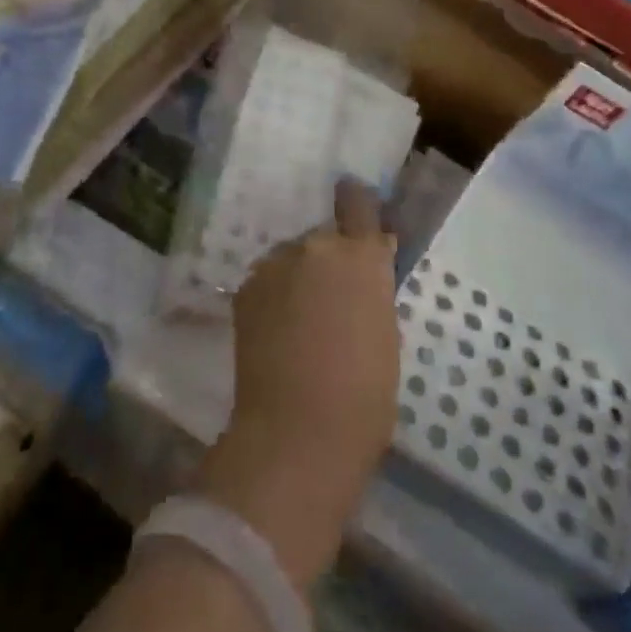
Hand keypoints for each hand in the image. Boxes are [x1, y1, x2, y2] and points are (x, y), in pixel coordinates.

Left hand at [196, 181, 400, 588]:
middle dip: (328, 260)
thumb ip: (371, 287)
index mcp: (360, 255)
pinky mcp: (245, 289)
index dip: (356, 202)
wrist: (298, 429)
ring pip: (291, 259)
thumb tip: (363, 266)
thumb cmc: (364, 393)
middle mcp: (314, 247)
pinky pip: (268, 281)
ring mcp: (273, 266)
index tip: (353, 204)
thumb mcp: (385, 332)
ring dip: (298, 277)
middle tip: (330, 301)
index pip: (357, 202)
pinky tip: (277, 333)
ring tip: (300, 323)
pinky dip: (274, 296)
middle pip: (322, 239)